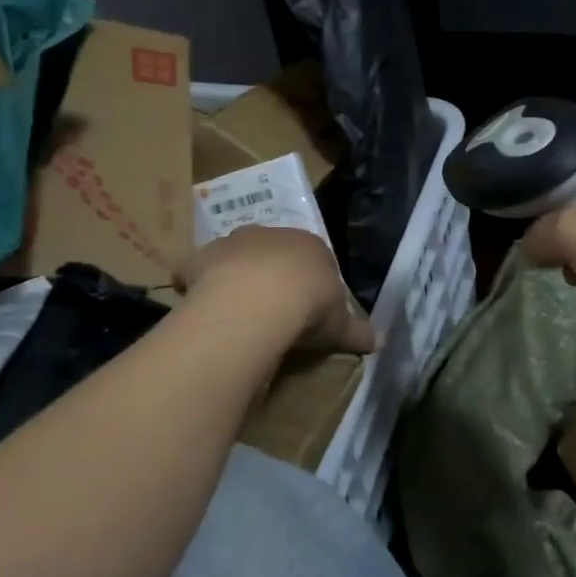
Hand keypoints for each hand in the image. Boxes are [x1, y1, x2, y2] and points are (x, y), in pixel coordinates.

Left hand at [177, 227, 376, 354]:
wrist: (258, 301)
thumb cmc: (308, 306)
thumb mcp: (340, 325)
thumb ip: (357, 331)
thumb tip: (379, 341)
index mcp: (310, 245)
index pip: (316, 258)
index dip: (312, 283)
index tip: (310, 309)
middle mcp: (271, 235)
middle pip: (273, 252)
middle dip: (272, 274)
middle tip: (272, 310)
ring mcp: (232, 243)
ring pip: (235, 255)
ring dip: (235, 275)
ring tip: (236, 311)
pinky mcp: (199, 257)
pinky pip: (196, 269)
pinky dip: (196, 283)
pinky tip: (201, 306)